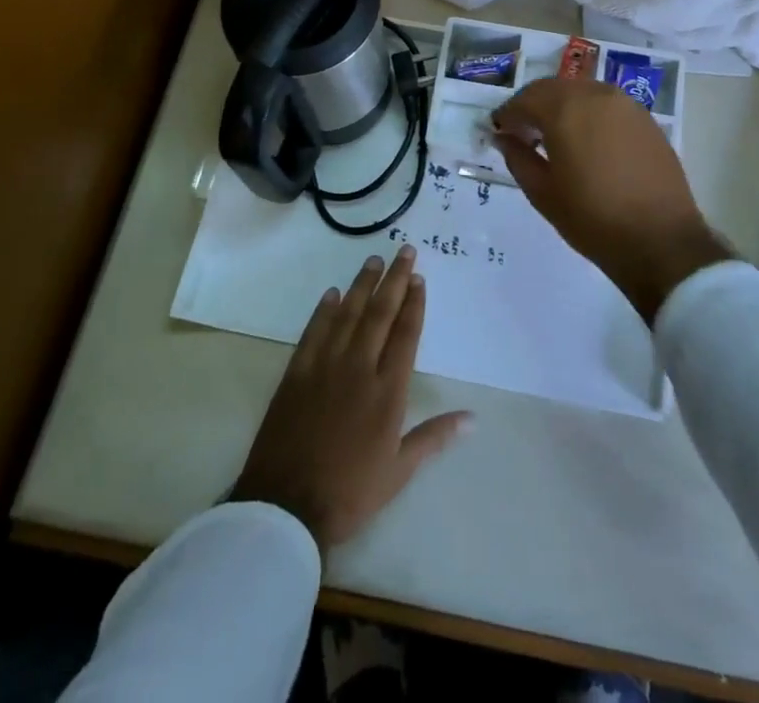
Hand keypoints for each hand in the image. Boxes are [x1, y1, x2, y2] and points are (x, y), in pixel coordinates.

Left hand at [230, 246, 471, 552]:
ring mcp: (325, 367)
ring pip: (348, 314)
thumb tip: (472, 417)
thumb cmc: (350, 492)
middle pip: (380, 314)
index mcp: (388, 391)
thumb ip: (434, 437)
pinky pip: (314, 332)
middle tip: (404, 251)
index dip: (413, 303)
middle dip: (394, 279)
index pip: (405, 335)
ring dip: (362, 285)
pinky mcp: (297, 373)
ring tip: (373, 261)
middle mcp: (359, 368)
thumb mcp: (399, 471)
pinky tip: (332, 293)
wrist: (287, 506)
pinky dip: (324, 310)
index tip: (418, 277)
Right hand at [493, 78, 734, 322]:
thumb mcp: (543, 192)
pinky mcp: (645, 119)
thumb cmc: (592, 219)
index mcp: (565, 109)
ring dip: (561, 106)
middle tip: (523, 133)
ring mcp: (625, 104)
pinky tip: (586, 141)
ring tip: (554, 137)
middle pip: (553, 88)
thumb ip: (517, 157)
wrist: (660, 241)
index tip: (499, 132)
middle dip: (533, 106)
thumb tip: (503, 137)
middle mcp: (595, 94)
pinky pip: (606, 104)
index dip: (507, 114)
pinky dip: (588, 113)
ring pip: (581, 92)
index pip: (525, 99)